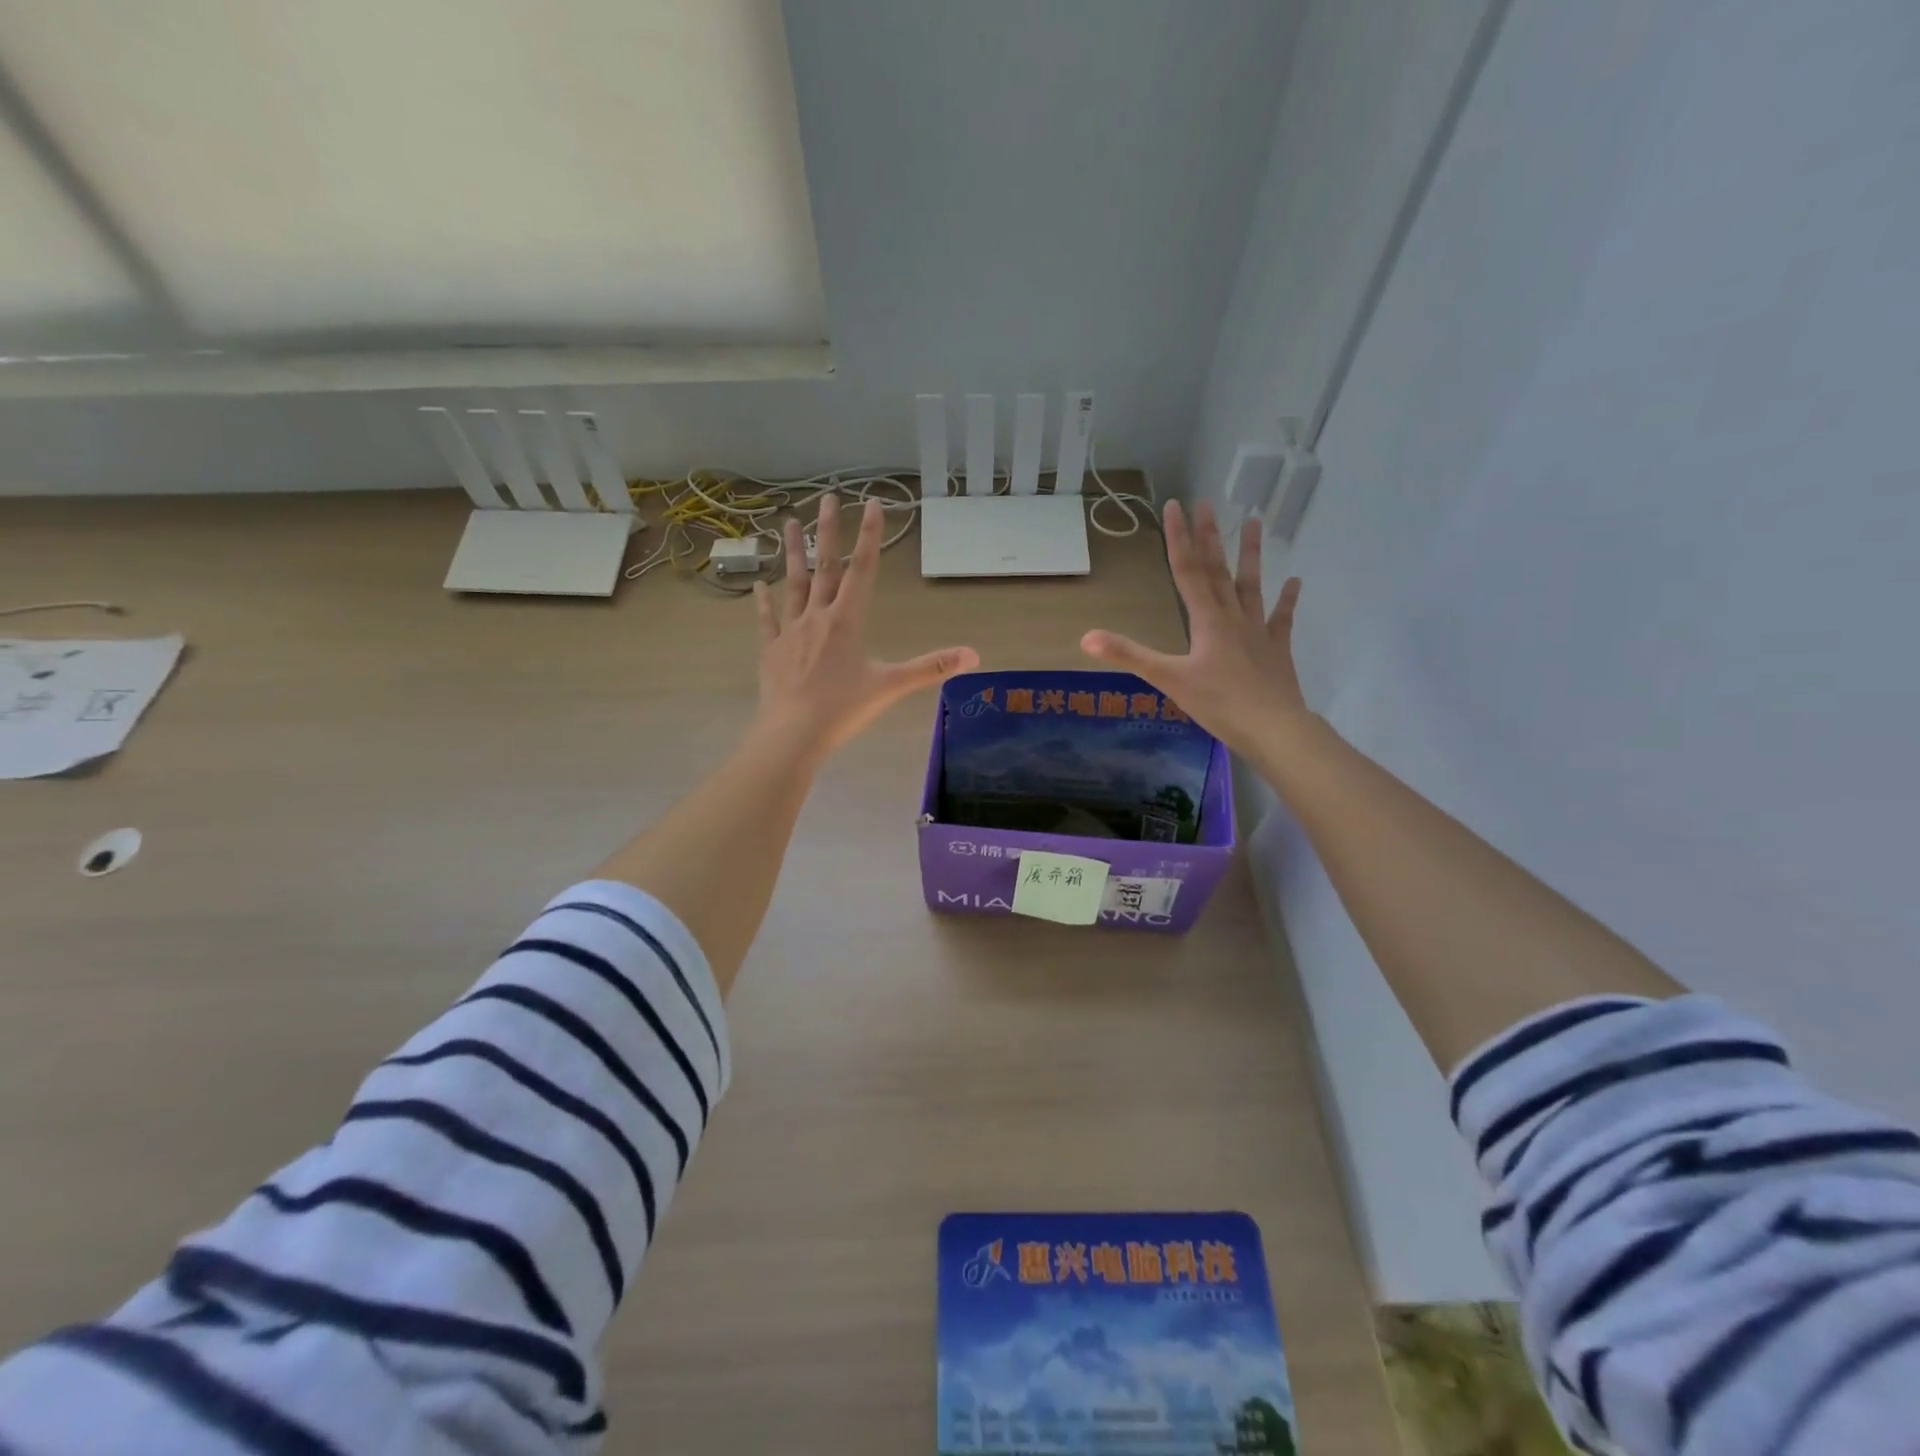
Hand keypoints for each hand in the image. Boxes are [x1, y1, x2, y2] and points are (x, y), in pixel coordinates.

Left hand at [752, 495, 978, 760]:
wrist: (792, 733)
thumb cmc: (843, 708)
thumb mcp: (891, 686)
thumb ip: (931, 668)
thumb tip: (973, 654)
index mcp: (846, 621)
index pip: (862, 570)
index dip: (869, 535)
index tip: (870, 503)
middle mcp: (817, 616)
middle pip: (825, 566)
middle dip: (827, 531)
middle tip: (826, 497)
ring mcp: (790, 632)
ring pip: (793, 584)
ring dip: (792, 553)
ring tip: (787, 522)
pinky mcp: (770, 650)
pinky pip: (767, 619)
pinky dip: (764, 601)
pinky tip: (759, 584)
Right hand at [1080, 499, 1309, 754]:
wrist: (1274, 728)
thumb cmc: (1219, 703)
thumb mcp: (1168, 679)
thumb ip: (1129, 655)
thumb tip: (1086, 638)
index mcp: (1206, 620)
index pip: (1187, 571)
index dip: (1178, 538)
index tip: (1175, 506)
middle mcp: (1233, 616)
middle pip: (1218, 570)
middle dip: (1209, 536)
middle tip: (1206, 503)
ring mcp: (1258, 631)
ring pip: (1252, 585)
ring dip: (1251, 554)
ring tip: (1254, 521)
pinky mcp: (1277, 650)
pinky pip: (1282, 619)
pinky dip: (1288, 600)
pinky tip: (1295, 581)